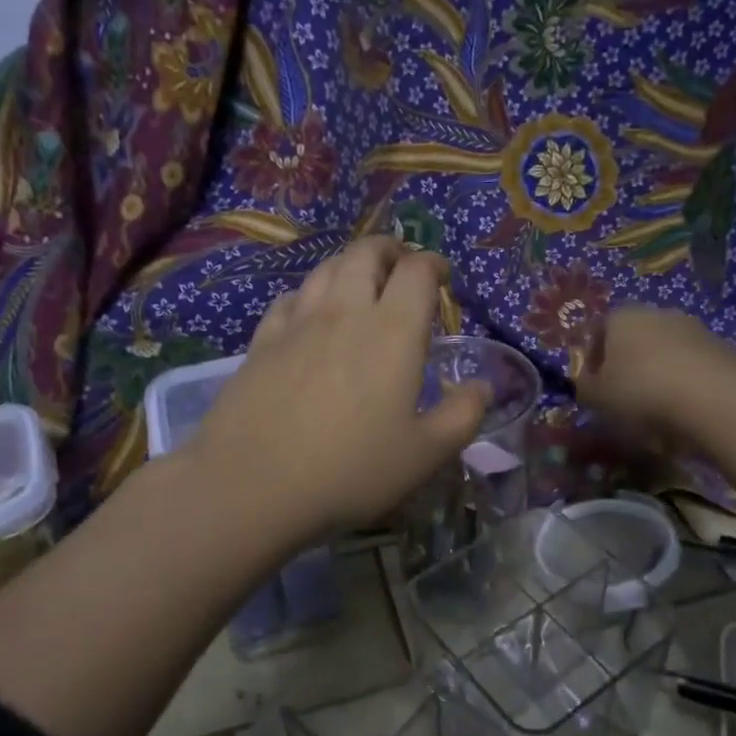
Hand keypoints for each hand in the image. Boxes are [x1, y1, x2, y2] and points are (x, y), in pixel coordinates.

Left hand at [187, 237, 489, 547]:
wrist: (252, 485)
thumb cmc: (350, 471)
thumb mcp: (425, 455)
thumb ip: (462, 416)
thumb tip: (483, 387)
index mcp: (393, 331)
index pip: (417, 271)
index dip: (433, 264)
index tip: (442, 277)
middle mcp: (345, 312)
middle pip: (365, 253)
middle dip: (389, 250)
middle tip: (401, 265)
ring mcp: (297, 323)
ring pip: (325, 269)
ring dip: (349, 264)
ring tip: (360, 282)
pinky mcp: (261, 342)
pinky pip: (289, 299)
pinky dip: (309, 294)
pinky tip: (309, 314)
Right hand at [575, 304, 735, 437]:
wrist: (717, 398)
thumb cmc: (642, 391)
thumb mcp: (598, 398)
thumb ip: (585, 389)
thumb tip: (585, 384)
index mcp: (621, 317)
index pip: (597, 332)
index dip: (592, 360)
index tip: (593, 388)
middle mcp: (657, 314)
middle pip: (633, 340)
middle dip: (627, 368)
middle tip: (623, 401)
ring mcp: (693, 329)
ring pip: (664, 354)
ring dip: (657, 378)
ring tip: (656, 415)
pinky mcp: (723, 349)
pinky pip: (692, 369)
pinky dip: (685, 387)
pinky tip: (685, 414)